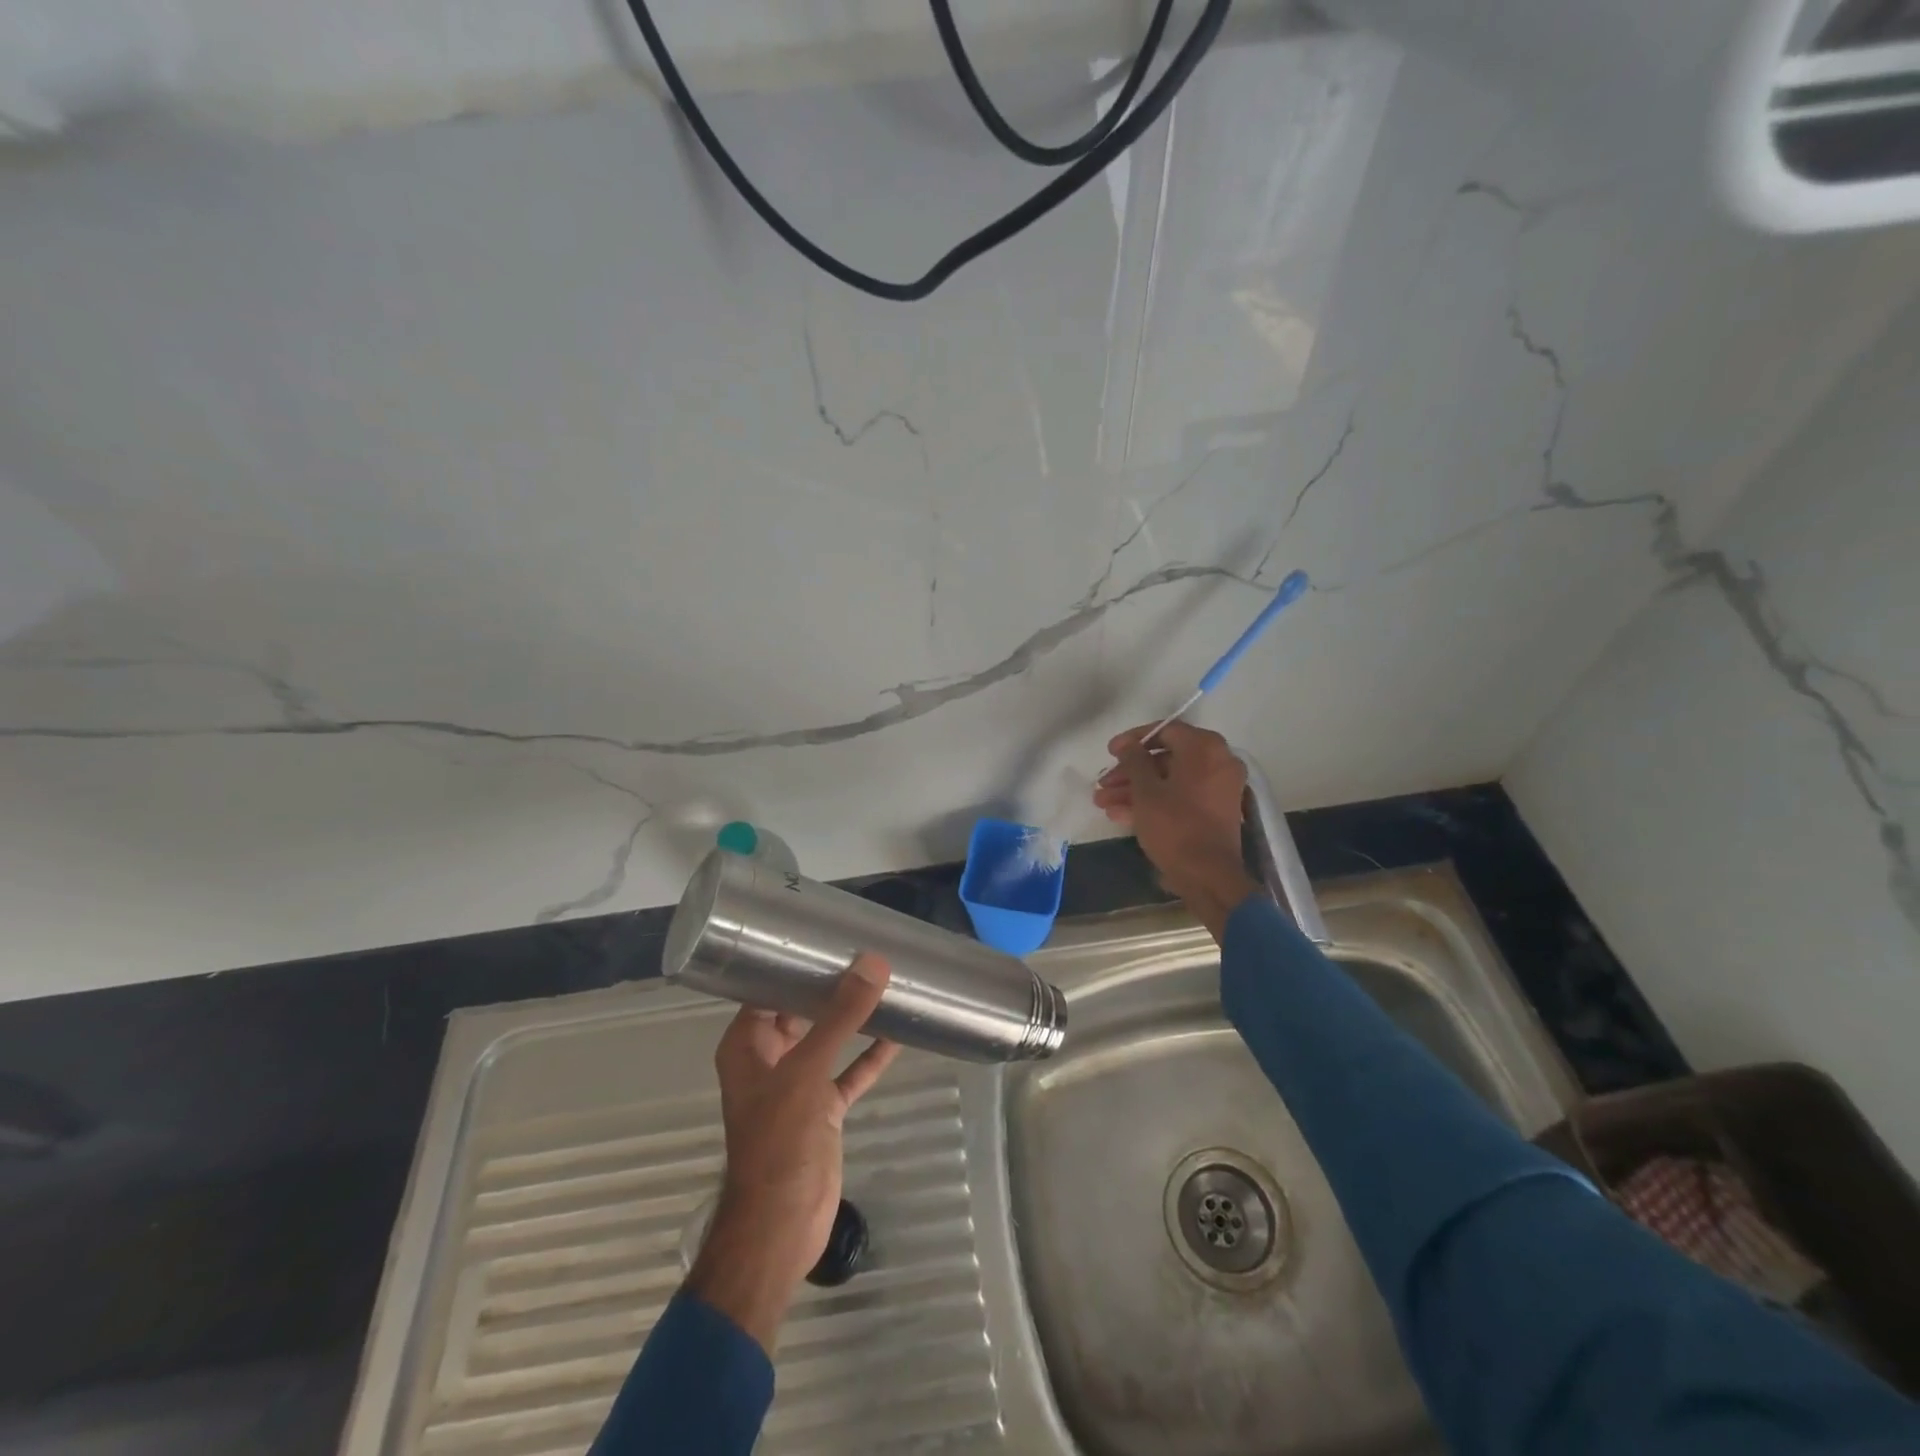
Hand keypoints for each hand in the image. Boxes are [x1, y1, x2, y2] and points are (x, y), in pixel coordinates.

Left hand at [687, 955, 900, 1352]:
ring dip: (853, 1018)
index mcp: (747, 1044)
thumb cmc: (779, 1141)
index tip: (830, 936)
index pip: (767, 987)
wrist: (780, 1227)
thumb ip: (840, 1016)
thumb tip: (873, 963)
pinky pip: (848, 1072)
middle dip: (832, 985)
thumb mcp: (807, 1070)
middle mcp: (769, 1057)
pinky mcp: (822, 1109)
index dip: (794, 962)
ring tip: (888, 983)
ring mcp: (796, 1084)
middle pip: (800, 1009)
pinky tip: (899, 1034)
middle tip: (869, 952)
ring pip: (828, 1039)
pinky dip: (869, 1055)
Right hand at [1093, 721, 1259, 940]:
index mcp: (1205, 748)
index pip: (1165, 731)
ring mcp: (1218, 788)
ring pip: (1170, 780)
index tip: (1110, 752)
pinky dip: (1154, 802)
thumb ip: (1134, 760)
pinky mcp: (1214, 811)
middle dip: (1130, 772)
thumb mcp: (1146, 791)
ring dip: (1136, 790)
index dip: (1133, 740)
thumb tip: (1129, 744)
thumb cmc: (1175, 826)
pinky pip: (1181, 797)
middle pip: (1165, 758)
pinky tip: (1120, 815)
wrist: (1208, 876)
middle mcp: (1218, 762)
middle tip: (1103, 784)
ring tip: (1103, 803)